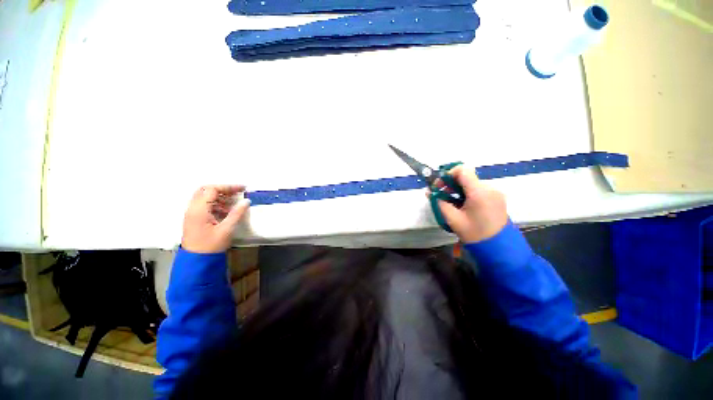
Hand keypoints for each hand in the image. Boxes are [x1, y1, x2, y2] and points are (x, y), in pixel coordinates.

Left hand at [181, 185, 250, 252]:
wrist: (196, 264)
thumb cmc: (210, 248)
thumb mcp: (225, 231)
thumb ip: (236, 214)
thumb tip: (246, 202)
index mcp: (199, 208)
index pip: (213, 189)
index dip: (229, 187)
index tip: (242, 189)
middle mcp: (193, 207)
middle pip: (206, 190)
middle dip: (221, 190)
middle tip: (234, 195)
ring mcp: (190, 214)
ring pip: (203, 198)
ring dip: (217, 198)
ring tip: (231, 206)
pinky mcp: (191, 220)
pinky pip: (201, 206)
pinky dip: (212, 205)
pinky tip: (223, 214)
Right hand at [435, 166, 507, 242]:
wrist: (498, 248)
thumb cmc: (475, 235)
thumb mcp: (454, 221)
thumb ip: (441, 204)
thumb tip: (430, 192)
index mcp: (479, 192)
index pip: (462, 170)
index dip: (448, 174)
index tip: (440, 186)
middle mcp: (489, 187)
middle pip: (468, 177)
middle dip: (454, 184)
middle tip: (445, 198)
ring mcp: (496, 192)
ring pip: (475, 184)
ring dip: (463, 190)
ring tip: (457, 205)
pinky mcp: (499, 198)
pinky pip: (483, 190)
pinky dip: (473, 195)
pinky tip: (469, 208)